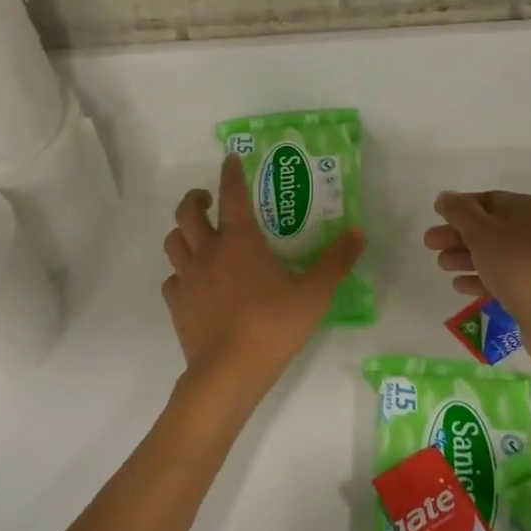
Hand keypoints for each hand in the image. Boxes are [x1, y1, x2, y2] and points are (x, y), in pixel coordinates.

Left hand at [162, 153, 363, 426]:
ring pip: (174, 242)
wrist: (229, 371)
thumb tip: (358, 232)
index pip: (232, 195)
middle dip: (195, 198)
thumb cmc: (273, 325)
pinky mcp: (177, 305)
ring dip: (183, 232)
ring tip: (197, 234)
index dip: (231, 173)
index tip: (230, 159)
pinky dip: (180, 273)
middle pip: (188, 213)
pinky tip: (193, 281)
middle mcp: (208, 252)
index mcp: (240, 241)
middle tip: (207, 198)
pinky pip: (172, 279)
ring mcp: (188, 279)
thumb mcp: (315, 293)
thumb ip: (336, 261)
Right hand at [425, 190, 530, 366]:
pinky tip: (459, 285)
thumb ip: (459, 211)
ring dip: (466, 257)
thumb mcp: (481, 230)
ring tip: (442, 265)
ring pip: (495, 254)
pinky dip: (480, 278)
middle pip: (491, 228)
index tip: (437, 217)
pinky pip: (503, 278)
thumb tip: (444, 197)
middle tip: (430, 243)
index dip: (461, 207)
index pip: (490, 200)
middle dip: (458, 235)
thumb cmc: (517, 263)